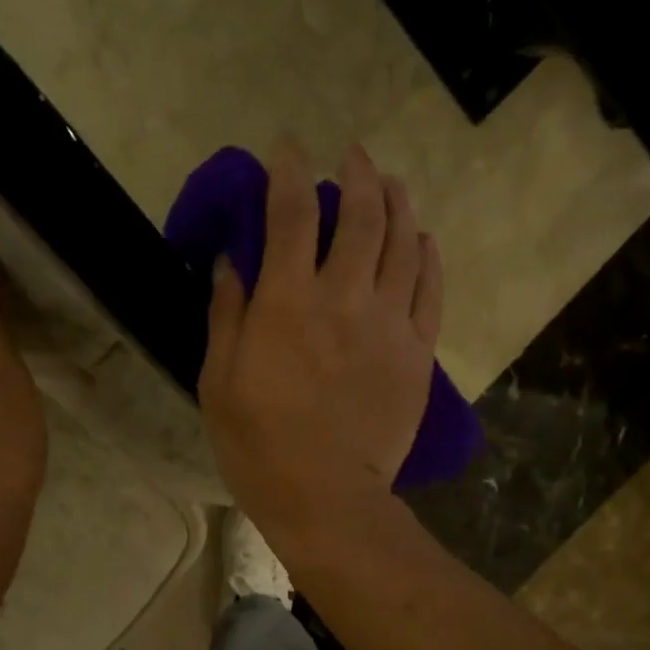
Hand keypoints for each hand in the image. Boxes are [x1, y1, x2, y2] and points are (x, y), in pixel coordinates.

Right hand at [198, 140, 441, 543]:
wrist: (327, 499)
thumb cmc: (260, 449)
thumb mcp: (219, 385)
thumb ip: (226, 317)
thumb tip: (231, 262)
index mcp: (287, 303)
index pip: (292, 212)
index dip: (288, 172)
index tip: (286, 151)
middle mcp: (344, 297)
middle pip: (361, 213)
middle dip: (356, 174)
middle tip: (351, 158)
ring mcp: (388, 323)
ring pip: (403, 241)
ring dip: (398, 202)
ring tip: (392, 184)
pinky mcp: (417, 353)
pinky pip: (430, 288)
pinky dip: (428, 254)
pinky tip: (423, 239)